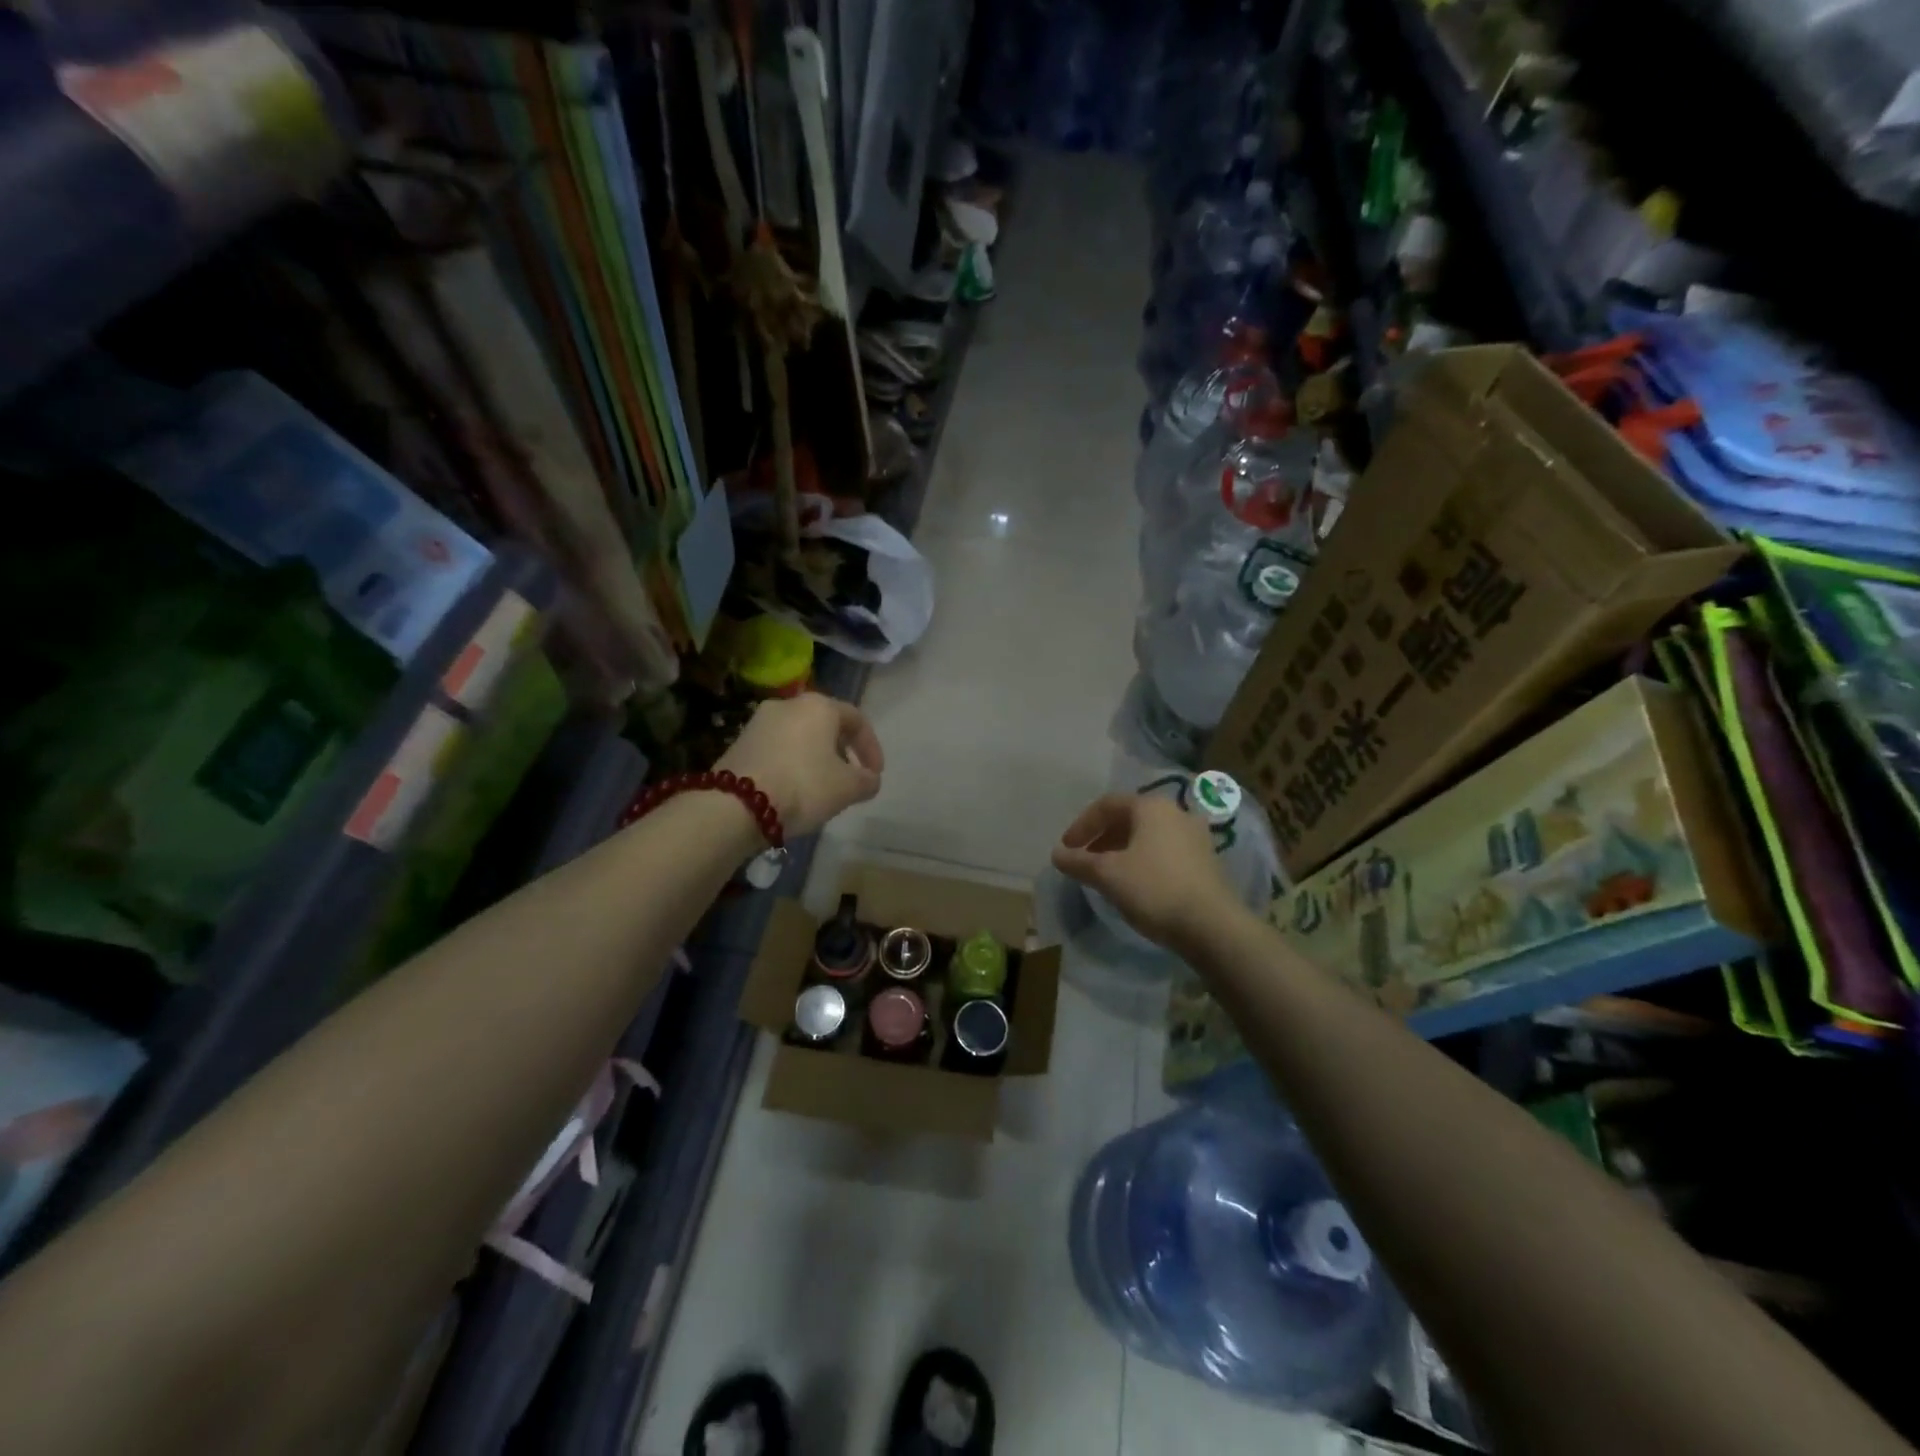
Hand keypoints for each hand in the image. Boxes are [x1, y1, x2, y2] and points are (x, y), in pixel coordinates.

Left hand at [716, 693, 883, 836]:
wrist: (736, 804)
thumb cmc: (803, 786)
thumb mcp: (847, 789)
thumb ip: (867, 781)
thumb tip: (869, 779)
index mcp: (819, 706)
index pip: (856, 720)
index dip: (871, 747)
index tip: (875, 774)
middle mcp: (788, 704)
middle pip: (826, 725)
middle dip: (842, 752)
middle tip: (850, 779)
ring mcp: (759, 721)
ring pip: (800, 736)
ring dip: (816, 758)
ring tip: (822, 787)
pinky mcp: (739, 742)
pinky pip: (777, 748)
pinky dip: (792, 764)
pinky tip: (793, 789)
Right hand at [1052, 794, 1242, 949]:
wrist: (1213, 926)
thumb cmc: (1154, 889)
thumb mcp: (1107, 875)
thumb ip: (1078, 862)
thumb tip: (1057, 854)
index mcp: (1151, 807)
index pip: (1106, 805)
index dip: (1081, 825)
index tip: (1066, 849)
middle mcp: (1176, 812)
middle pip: (1129, 818)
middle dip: (1101, 838)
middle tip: (1084, 861)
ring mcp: (1195, 836)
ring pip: (1148, 836)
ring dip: (1122, 850)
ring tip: (1106, 874)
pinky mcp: (1206, 861)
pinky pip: (1165, 851)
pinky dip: (1143, 860)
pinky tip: (1135, 884)